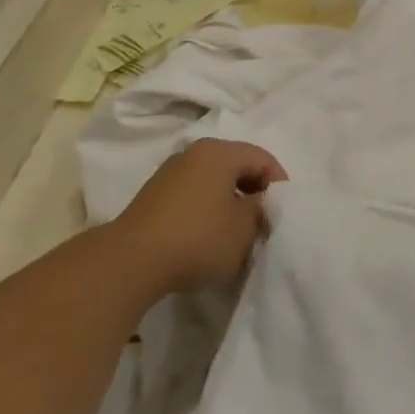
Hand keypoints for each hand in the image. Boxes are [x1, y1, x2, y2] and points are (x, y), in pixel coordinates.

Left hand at [109, 139, 287, 296]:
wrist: (131, 262)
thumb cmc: (199, 238)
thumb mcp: (245, 227)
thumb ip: (262, 209)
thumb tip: (260, 204)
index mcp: (219, 152)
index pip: (263, 158)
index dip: (279, 185)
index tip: (283, 214)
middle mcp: (194, 153)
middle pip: (238, 167)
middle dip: (255, 193)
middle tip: (265, 223)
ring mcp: (171, 174)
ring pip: (216, 182)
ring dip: (232, 204)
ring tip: (239, 234)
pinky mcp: (155, 197)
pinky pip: (195, 195)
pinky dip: (210, 211)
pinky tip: (212, 238)